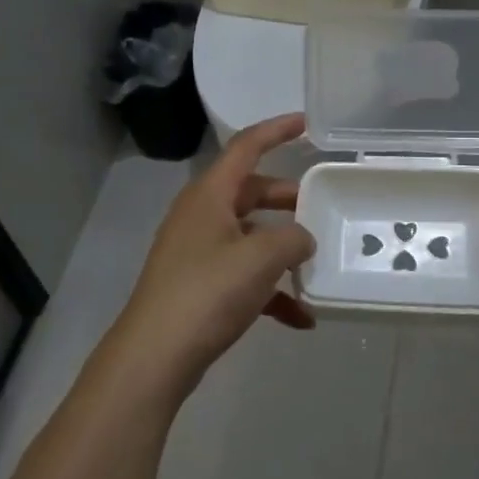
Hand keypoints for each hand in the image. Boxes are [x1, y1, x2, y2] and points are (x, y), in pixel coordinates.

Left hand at [105, 112, 315, 396]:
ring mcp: (198, 252)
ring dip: (282, 249)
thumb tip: (302, 239)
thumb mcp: (261, 258)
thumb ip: (293, 239)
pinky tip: (301, 318)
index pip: (246, 146)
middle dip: (287, 199)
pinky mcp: (199, 286)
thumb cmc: (207, 292)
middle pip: (250, 192)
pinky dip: (271, 291)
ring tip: (317, 264)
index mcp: (209, 194)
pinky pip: (243, 276)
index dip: (276, 130)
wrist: (156, 356)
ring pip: (250, 236)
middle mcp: (201, 216)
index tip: (306, 123)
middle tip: (322, 205)